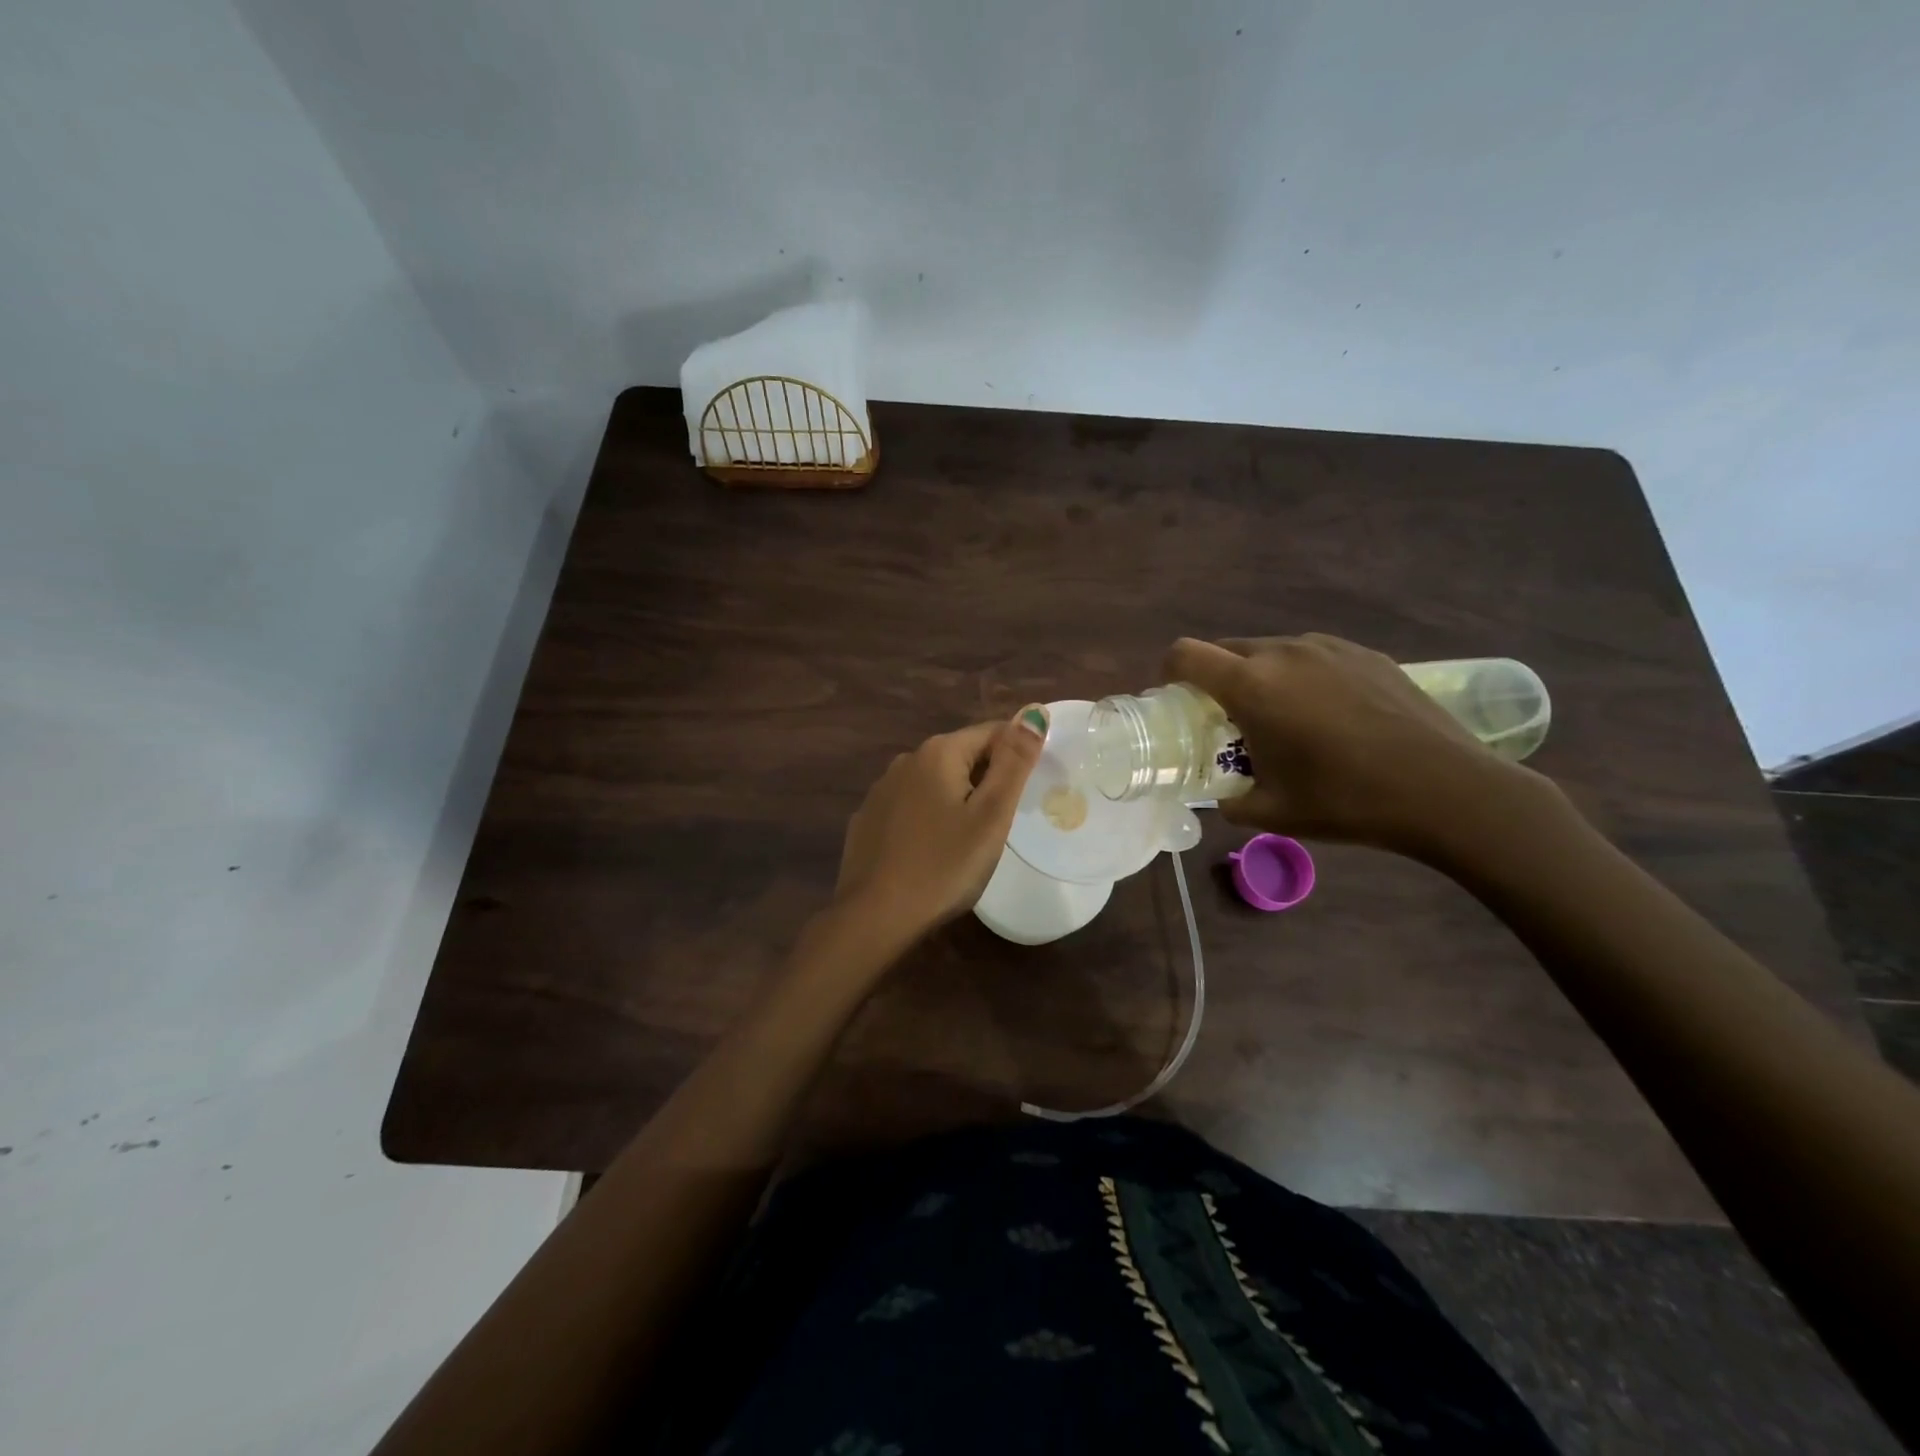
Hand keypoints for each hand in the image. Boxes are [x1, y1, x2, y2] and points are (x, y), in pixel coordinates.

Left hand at [833, 705, 1049, 942]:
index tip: (1030, 791)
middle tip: (1003, 822)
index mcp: (938, 752)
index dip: (1017, 756)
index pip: (992, 732)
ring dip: (957, 798)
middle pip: (962, 756)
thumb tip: (1033, 712)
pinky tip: (933, 850)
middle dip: (987, 778)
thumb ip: (1014, 762)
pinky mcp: (867, 820)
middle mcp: (906, 760)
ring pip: (934, 782)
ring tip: (971, 839)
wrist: (875, 917)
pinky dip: (929, 818)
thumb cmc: (944, 866)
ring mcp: (881, 791)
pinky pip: (910, 807)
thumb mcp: (991, 816)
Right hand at [1165, 634, 1553, 858]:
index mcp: (1251, 686)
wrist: (1446, 789)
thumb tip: (1222, 796)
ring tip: (1285, 720)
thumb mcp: (1271, 812)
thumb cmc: (1346, 800)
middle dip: (1216, 679)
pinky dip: (1302, 678)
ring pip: (1271, 652)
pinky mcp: (1365, 654)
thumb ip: (1230, 799)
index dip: (1169, 674)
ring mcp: (1328, 648)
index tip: (1176, 701)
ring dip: (1261, 678)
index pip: (1185, 655)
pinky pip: (1312, 657)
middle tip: (1229, 721)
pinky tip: (1331, 717)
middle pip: (1226, 650)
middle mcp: (1283, 653)